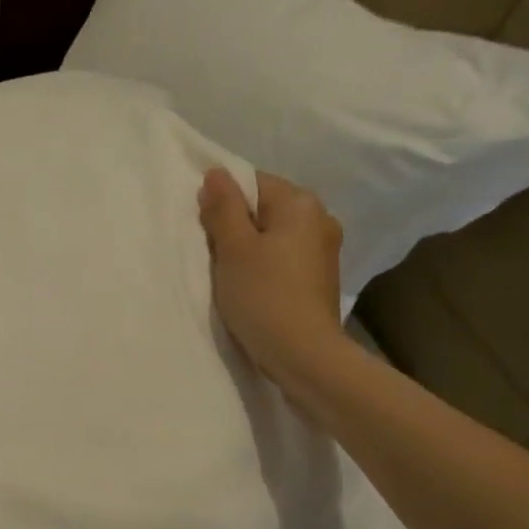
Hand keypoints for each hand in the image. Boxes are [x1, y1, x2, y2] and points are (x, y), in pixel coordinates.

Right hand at [198, 168, 345, 392]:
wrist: (303, 354)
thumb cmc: (263, 295)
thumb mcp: (234, 248)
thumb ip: (223, 208)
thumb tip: (215, 174)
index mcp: (300, 204)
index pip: (253, 182)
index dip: (223, 202)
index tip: (205, 230)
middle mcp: (319, 219)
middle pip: (264, 209)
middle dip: (235, 226)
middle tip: (212, 254)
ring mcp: (323, 250)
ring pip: (272, 235)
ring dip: (248, 248)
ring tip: (229, 274)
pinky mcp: (319, 278)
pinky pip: (283, 257)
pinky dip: (264, 266)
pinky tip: (251, 288)